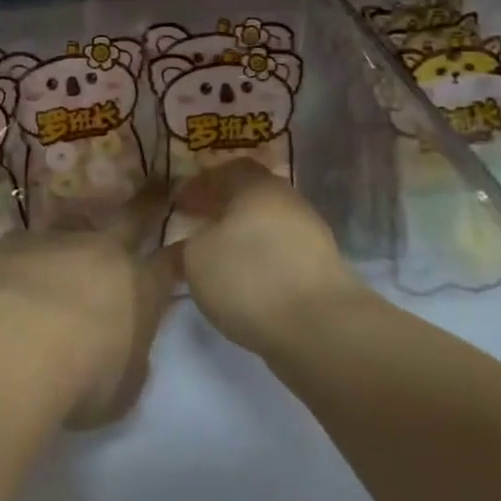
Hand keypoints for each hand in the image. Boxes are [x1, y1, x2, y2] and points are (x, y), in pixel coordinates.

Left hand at [0, 185, 175, 429]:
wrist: (12, 345)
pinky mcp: (16, 241)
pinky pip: (29, 245)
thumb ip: (129, 362)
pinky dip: (29, 258)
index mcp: (140, 288)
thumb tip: (124, 350)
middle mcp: (104, 252)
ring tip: (69, 246)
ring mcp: (59, 240)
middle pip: (133, 218)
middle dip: (150, 201)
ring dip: (78, 234)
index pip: (170, 264)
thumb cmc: (80, 379)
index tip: (188, 240)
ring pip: (76, 224)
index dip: (180, 253)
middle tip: (159, 182)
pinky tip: (15, 278)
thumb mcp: (122, 390)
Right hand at [171, 161, 366, 355]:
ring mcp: (310, 234)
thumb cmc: (249, 278)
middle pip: (248, 196)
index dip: (199, 186)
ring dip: (241, 237)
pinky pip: (281, 254)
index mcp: (256, 185)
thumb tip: (188, 244)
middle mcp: (287, 200)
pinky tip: (245, 283)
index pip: (224, 170)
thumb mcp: (196, 259)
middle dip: (221, 209)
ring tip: (217, 259)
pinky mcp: (321, 269)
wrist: (321, 329)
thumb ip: (185, 245)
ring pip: (266, 226)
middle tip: (196, 227)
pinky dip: (260, 261)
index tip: (178, 205)